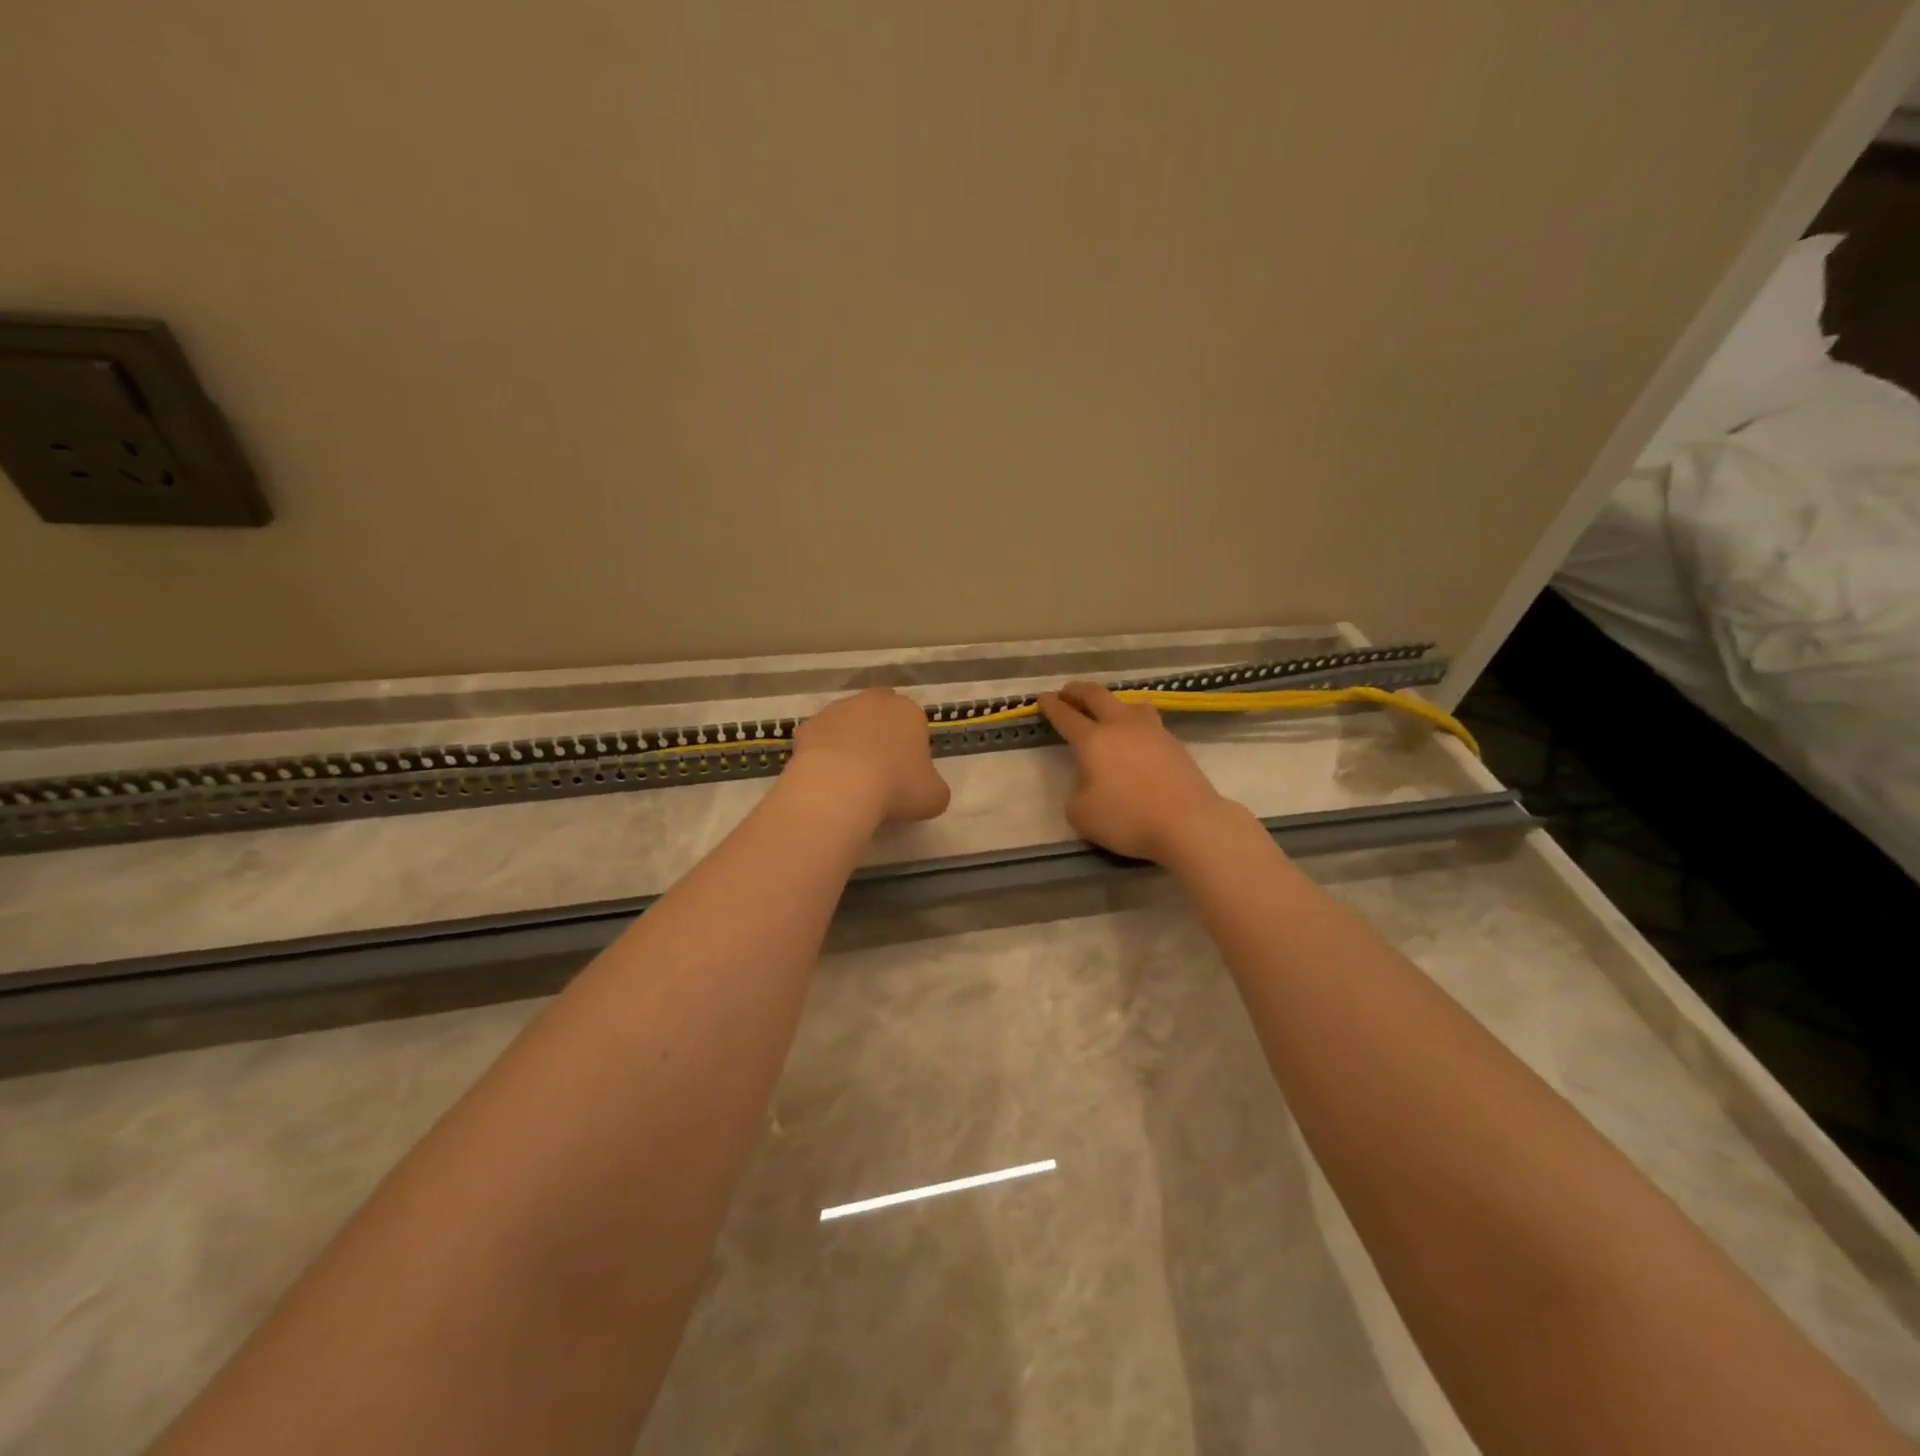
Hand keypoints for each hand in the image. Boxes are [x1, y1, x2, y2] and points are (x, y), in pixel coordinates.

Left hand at [787, 688, 951, 825]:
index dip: (912, 750)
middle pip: (880, 717)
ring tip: (849, 779)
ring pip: (848, 724)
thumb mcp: (934, 797)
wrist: (839, 788)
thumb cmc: (896, 788)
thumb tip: (925, 787)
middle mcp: (874, 701)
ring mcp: (837, 710)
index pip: (915, 725)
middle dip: (880, 737)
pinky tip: (826, 778)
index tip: (907, 775)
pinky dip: (824, 754)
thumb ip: (934, 787)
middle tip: (879, 773)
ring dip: (850, 742)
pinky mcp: (808, 725)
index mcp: (909, 712)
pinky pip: (821, 739)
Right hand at [1038, 681, 1234, 861]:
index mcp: (1093, 740)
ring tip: (1108, 710)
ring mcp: (1152, 731)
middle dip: (1078, 691)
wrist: (1188, 823)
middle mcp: (1121, 726)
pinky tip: (1136, 737)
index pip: (1066, 716)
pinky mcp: (1175, 743)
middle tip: (1067, 692)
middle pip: (1097, 695)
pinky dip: (1135, 722)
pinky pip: (1148, 722)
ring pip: (1128, 703)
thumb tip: (1088, 784)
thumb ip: (1077, 794)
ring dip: (1111, 702)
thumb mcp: (1081, 815)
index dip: (1052, 706)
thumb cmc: (1127, 819)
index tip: (1043, 698)